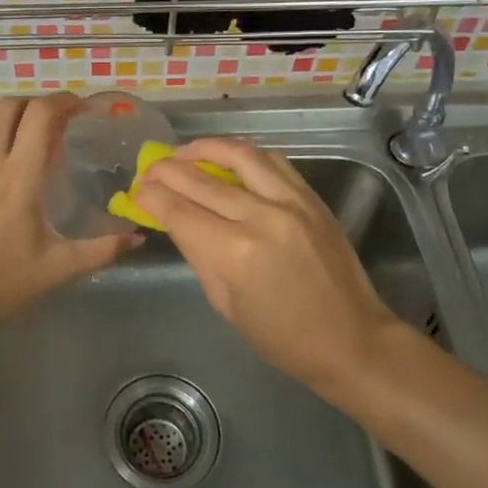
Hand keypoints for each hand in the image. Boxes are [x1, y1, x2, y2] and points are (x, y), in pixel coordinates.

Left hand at [0, 94, 136, 345]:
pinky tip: (8, 159)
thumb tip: (138, 238)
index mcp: (18, 179)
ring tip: (35, 135)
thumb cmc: (2, 285)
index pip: (38, 116)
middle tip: (63, 120)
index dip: (63, 102)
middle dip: (39, 104)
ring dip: (13, 115)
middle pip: (10, 106)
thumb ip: (103, 250)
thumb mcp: (59, 268)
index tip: (83, 108)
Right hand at [132, 137, 406, 391]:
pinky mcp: (311, 197)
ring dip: (206, 148)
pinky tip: (228, 156)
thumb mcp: (226, 303)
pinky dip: (244, 153)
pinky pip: (273, 161)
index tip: (136, 190)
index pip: (179, 211)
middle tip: (150, 169)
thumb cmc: (282, 338)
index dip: (151, 197)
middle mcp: (261, 217)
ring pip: (240, 155)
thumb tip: (175, 220)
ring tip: (184, 152)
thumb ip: (198, 254)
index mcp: (235, 253)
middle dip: (168, 170)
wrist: (352, 339)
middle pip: (202, 180)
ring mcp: (291, 202)